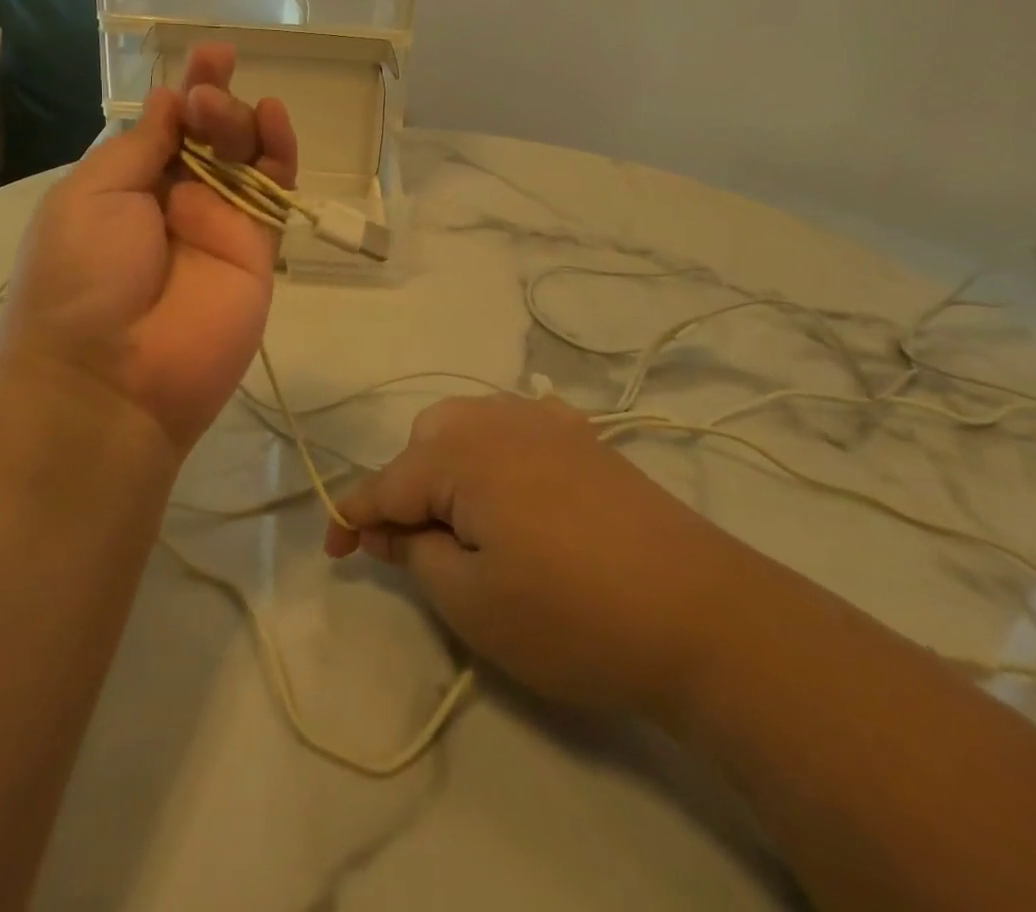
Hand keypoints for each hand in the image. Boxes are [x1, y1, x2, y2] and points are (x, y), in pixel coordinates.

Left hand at [0, 43, 297, 453]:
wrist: (112, 378)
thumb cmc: (81, 278)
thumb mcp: (91, 195)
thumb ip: (140, 145)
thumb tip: (170, 100)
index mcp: (126, 186)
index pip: (165, 127)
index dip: (186, 90)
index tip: (208, 54)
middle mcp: (174, 201)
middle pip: (209, 136)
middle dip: (211, 103)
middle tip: (205, 98)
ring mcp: (219, 226)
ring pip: (245, 157)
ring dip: (240, 121)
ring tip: (226, 110)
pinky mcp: (257, 251)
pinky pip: (274, 195)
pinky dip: (280, 155)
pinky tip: (276, 120)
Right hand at [325, 395, 759, 712]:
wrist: (701, 614)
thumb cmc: (571, 616)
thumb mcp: (472, 603)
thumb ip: (415, 555)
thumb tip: (390, 528)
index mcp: (461, 454)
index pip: (386, 483)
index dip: (353, 517)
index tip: (335, 550)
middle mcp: (497, 419)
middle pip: (426, 439)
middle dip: (408, 486)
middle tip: (418, 545)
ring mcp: (547, 421)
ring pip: (470, 423)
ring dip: (450, 463)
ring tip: (465, 519)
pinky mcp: (586, 437)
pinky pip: (519, 422)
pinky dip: (498, 447)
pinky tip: (515, 481)